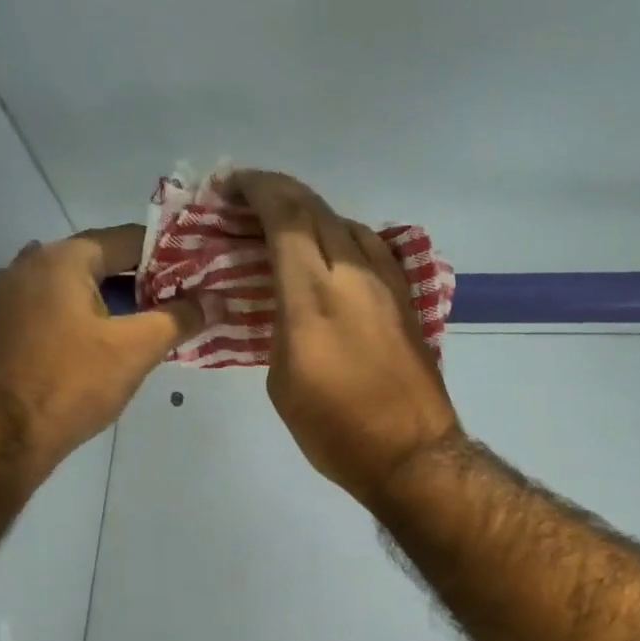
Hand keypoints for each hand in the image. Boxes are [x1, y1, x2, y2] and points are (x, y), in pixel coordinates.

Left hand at [0, 225, 202, 472]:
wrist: (8, 433)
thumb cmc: (74, 383)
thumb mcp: (136, 350)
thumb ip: (178, 319)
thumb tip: (214, 301)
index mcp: (62, 258)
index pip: (127, 240)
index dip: (166, 256)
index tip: (195, 275)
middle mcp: (30, 263)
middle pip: (99, 262)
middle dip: (140, 282)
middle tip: (178, 304)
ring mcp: (10, 294)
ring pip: (75, 287)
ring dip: (111, 301)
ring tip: (146, 325)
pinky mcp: (4, 325)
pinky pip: (54, 308)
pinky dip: (82, 316)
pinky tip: (103, 340)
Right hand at [232, 171, 460, 501]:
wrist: (410, 452)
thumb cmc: (335, 429)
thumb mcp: (282, 381)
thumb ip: (278, 326)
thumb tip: (286, 304)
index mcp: (313, 292)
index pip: (284, 214)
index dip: (254, 189)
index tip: (229, 187)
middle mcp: (353, 272)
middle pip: (314, 208)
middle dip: (276, 194)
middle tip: (246, 203)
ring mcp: (386, 282)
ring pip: (345, 223)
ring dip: (310, 216)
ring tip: (284, 230)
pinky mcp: (406, 298)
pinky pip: (370, 247)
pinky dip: (340, 238)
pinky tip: (329, 255)